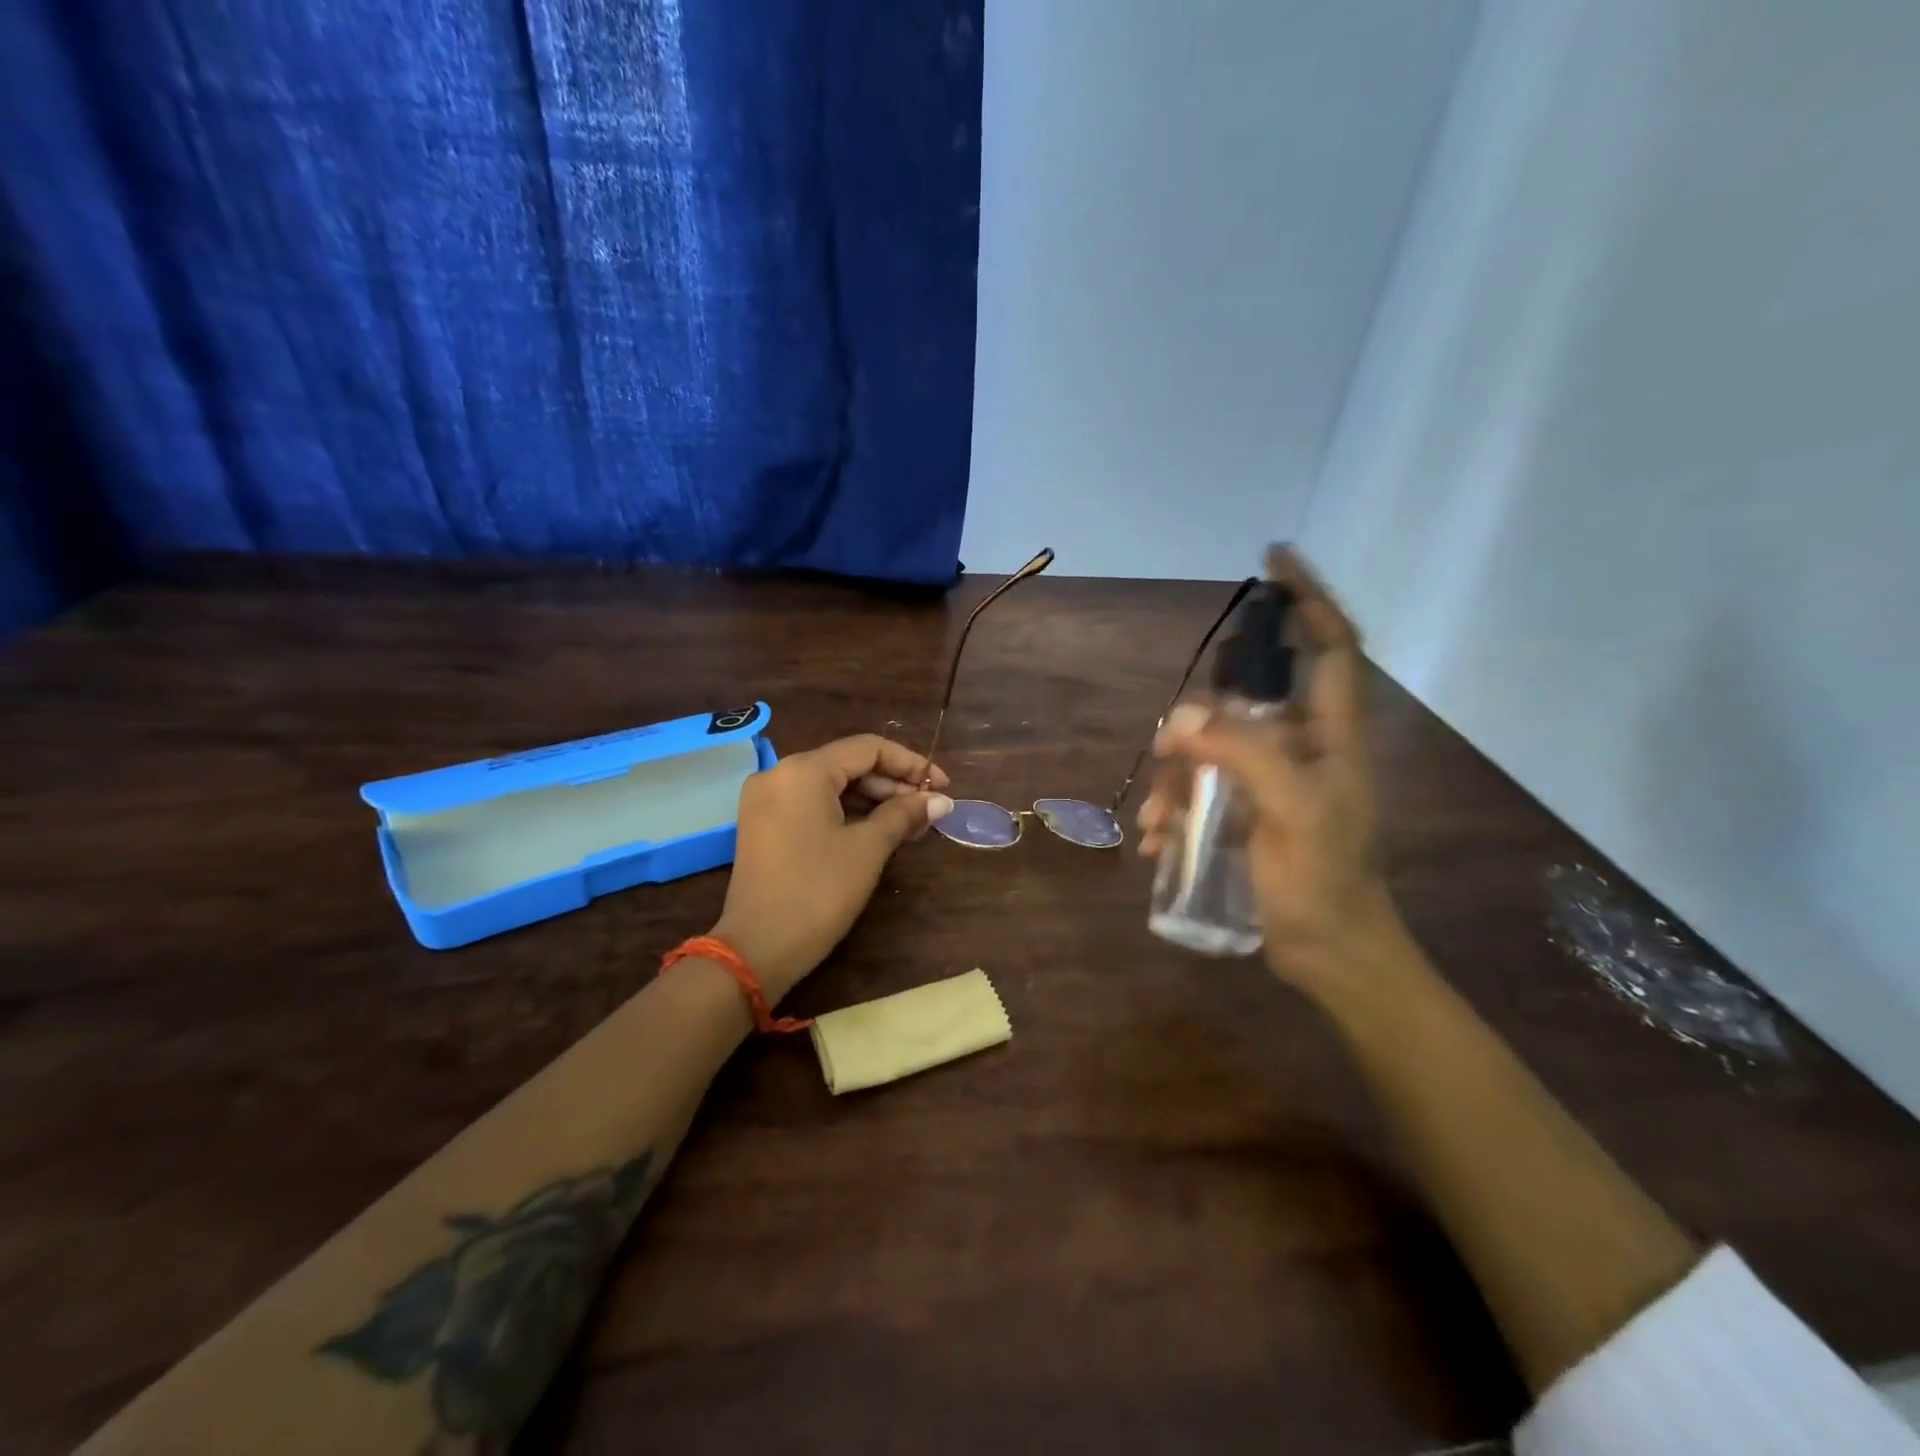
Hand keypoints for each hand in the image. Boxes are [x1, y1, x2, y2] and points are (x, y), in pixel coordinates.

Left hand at [712, 735, 953, 1001]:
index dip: (910, 763)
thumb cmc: (818, 891)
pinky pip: (811, 804)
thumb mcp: (868, 849)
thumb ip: (904, 814)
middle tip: (928, 810)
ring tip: (909, 823)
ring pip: (830, 785)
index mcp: (804, 770)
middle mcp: (779, 773)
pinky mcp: (762, 824)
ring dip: (871, 800)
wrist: (757, 949)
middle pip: (847, 764)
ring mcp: (766, 799)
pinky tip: (875, 831)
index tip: (943, 786)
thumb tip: (941, 800)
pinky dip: (845, 813)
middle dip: (892, 784)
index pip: (868, 748)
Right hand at [1138, 547, 1392, 987]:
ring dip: (1177, 779)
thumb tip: (1181, 720)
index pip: (1333, 645)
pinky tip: (1160, 841)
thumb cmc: (1324, 880)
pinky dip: (1177, 808)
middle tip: (1171, 754)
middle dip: (1201, 724)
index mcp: (1333, 735)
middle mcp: (1305, 748)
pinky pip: (1203, 788)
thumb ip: (1243, 753)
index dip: (1309, 598)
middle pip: (1248, 701)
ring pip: (1214, 748)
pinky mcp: (1250, 811)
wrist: (1331, 953)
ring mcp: (1275, 781)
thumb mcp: (1291, 810)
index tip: (1272, 562)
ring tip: (1160, 821)